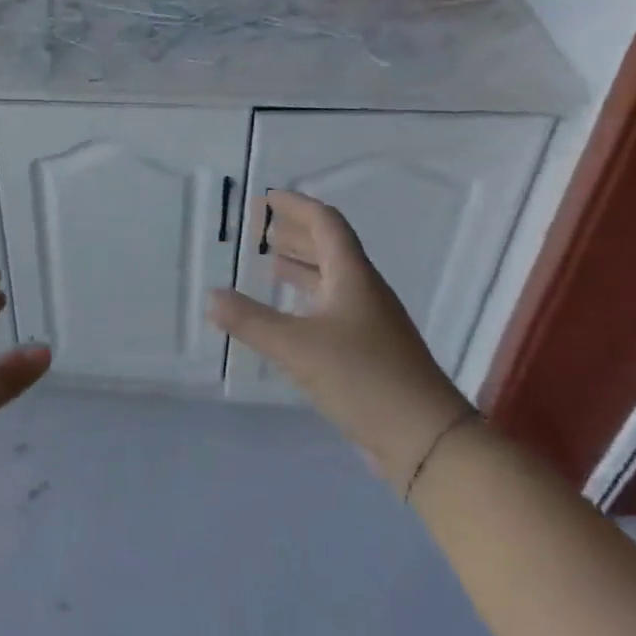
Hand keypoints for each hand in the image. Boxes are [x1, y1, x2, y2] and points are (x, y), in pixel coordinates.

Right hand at [208, 191, 473, 488]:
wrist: (423, 438)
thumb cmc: (362, 378)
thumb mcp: (297, 347)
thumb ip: (251, 321)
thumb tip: (211, 295)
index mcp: (353, 278)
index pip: (326, 225)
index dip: (297, 207)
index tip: (268, 198)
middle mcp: (364, 293)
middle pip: (330, 250)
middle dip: (296, 234)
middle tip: (261, 228)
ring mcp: (369, 324)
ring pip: (331, 282)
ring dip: (301, 268)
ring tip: (270, 263)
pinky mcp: (368, 352)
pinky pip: (331, 311)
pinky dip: (306, 302)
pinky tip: (288, 317)